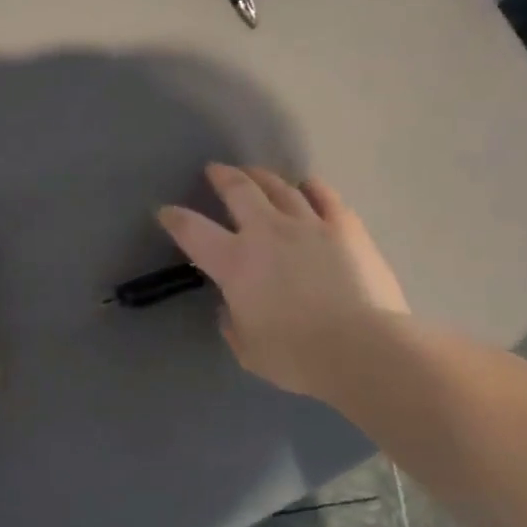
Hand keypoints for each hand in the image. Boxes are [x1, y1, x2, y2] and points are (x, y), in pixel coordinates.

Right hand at [158, 164, 406, 401]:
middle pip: (239, 191)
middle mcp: (267, 232)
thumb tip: (232, 308)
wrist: (361, 348)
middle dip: (222, 177)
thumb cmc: (296, 356)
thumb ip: (234, 324)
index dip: (175, 218)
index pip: (193, 231)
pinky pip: (325, 197)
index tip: (165, 210)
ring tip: (254, 172)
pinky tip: (307, 184)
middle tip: (215, 170)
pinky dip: (311, 187)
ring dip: (262, 177)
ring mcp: (309, 224)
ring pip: (280, 188)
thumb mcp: (248, 350)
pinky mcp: (345, 228)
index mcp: (235, 263)